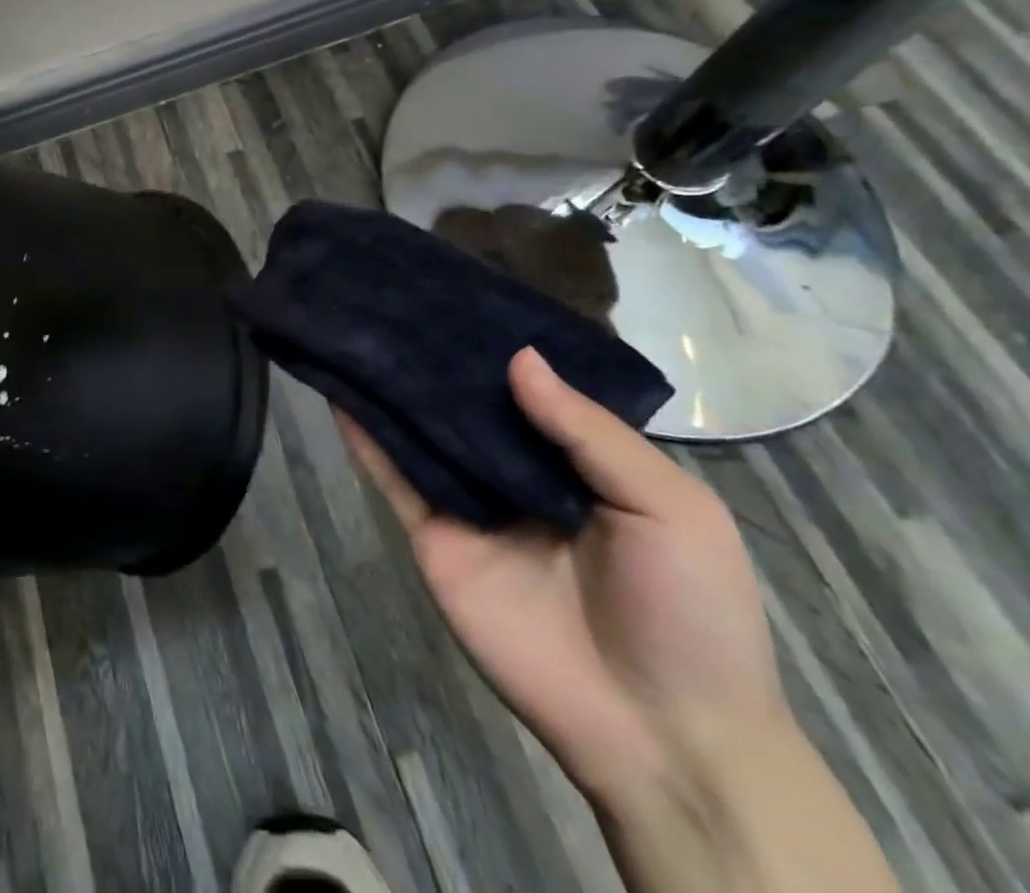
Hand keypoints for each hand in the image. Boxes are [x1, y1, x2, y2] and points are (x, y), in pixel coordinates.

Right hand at [338, 347, 787, 801]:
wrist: (660, 735)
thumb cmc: (689, 612)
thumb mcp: (671, 509)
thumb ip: (591, 433)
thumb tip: (519, 358)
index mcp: (579, 461)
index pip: (531, 389)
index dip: (499, 345)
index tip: (460, 295)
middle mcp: (517, 472)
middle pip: (467, 405)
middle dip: (437, 360)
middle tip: (393, 302)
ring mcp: (470, 504)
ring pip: (422, 433)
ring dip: (391, 388)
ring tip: (356, 330)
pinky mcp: (434, 535)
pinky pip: (395, 478)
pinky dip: (365, 439)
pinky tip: (340, 394)